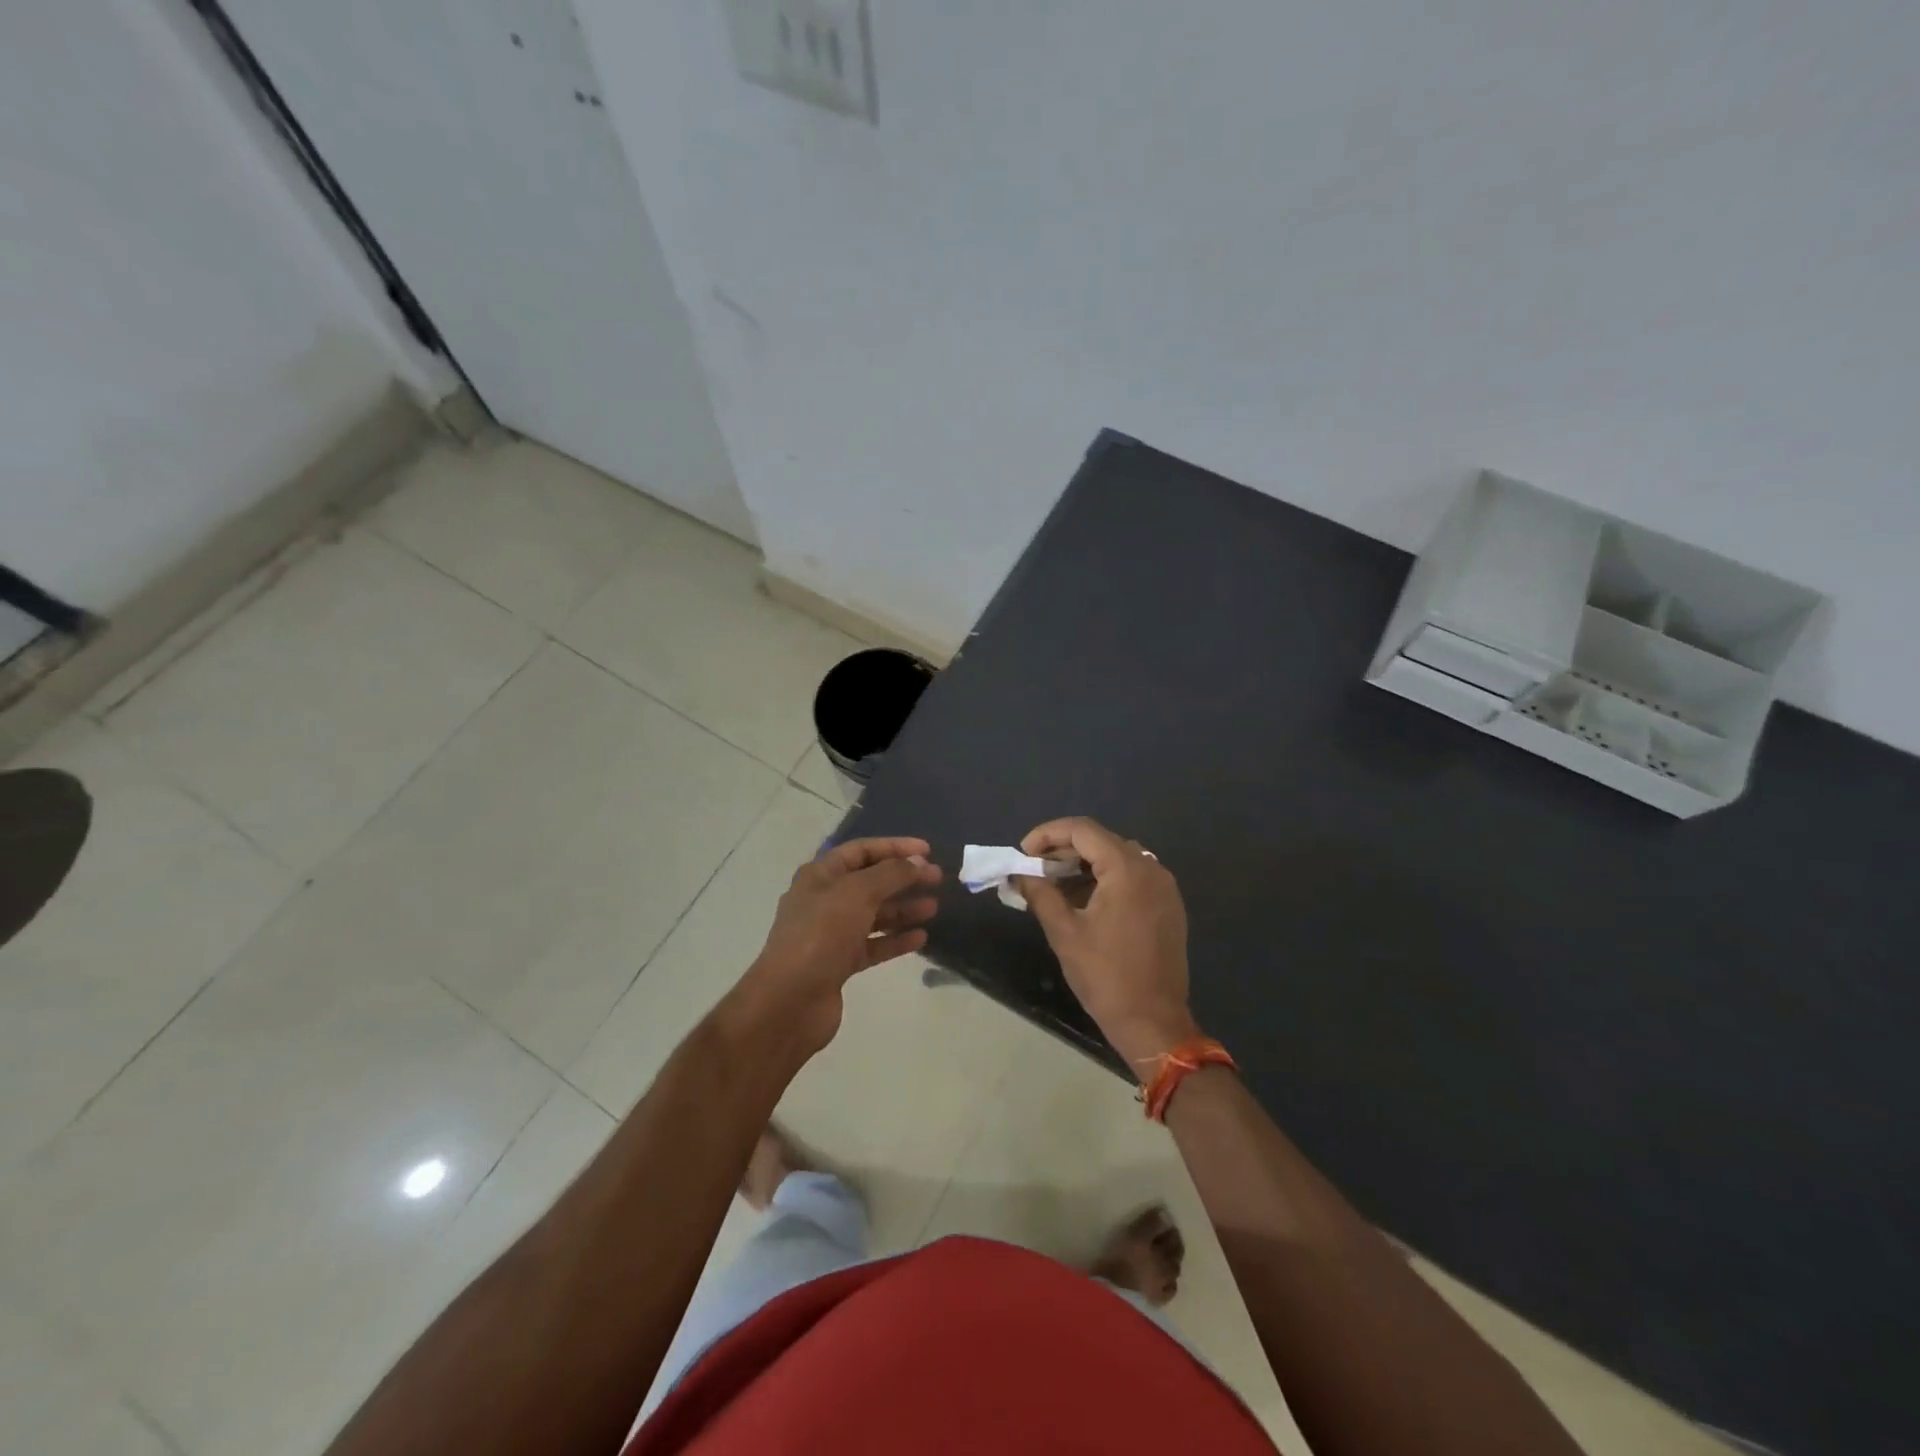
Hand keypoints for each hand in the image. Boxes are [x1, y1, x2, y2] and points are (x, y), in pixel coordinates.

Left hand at [735, 836, 941, 1056]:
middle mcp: (824, 900)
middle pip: (870, 882)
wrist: (790, 1001)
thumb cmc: (821, 934)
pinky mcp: (840, 963)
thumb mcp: (858, 893)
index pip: (861, 850)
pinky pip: (873, 944)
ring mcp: (831, 933)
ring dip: (903, 909)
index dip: (894, 847)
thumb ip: (891, 874)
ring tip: (933, 908)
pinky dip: (895, 939)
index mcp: (820, 876)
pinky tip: (920, 938)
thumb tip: (918, 862)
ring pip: (874, 914)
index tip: (927, 850)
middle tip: (937, 879)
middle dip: (903, 878)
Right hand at [1014, 817, 1198, 1067]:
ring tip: (1053, 883)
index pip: (1082, 830)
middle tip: (1033, 869)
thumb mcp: (1064, 932)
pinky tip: (1083, 899)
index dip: (1047, 834)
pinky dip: (1105, 878)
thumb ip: (1040, 894)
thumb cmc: (1106, 976)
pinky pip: (1133, 877)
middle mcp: (1151, 868)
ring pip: (1117, 857)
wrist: (1154, 1022)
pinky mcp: (1168, 905)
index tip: (1023, 853)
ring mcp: (1164, 887)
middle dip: (1063, 849)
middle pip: (1101, 840)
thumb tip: (1018, 874)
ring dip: (1083, 864)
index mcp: (1127, 869)